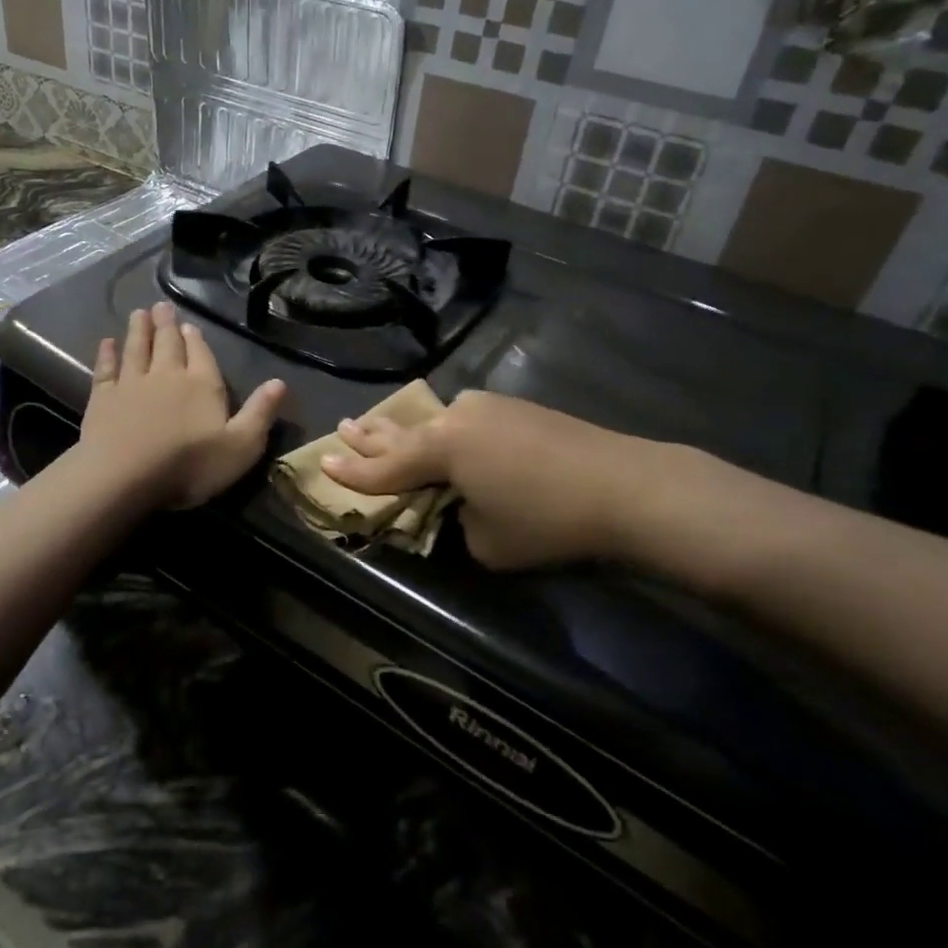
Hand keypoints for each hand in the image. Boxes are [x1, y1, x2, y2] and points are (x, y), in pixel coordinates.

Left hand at [79, 301, 284, 509]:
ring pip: (137, 349)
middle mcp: (167, 375)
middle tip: (161, 305)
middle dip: (167, 324)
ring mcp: (132, 384)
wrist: (124, 476)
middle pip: (167, 344)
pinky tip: (106, 343)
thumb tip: (280, 382)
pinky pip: (106, 370)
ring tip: (139, 313)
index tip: (189, 325)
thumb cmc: (189, 465)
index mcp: (202, 384)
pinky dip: (106, 354)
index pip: (201, 355)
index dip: (196, 340)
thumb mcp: (241, 446)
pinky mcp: (103, 398)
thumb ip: (260, 413)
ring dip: (139, 330)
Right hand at [322, 390, 685, 572]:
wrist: (626, 486)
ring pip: (432, 420)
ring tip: (379, 425)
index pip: (385, 466)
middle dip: (371, 434)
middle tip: (344, 428)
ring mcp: (487, 407)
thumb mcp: (485, 540)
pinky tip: (440, 431)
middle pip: (401, 429)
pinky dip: (443, 431)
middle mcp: (455, 418)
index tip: (321, 463)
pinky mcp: (515, 407)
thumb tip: (459, 502)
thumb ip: (456, 519)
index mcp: (441, 448)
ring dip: (405, 428)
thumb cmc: (548, 520)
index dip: (352, 472)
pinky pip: (463, 420)